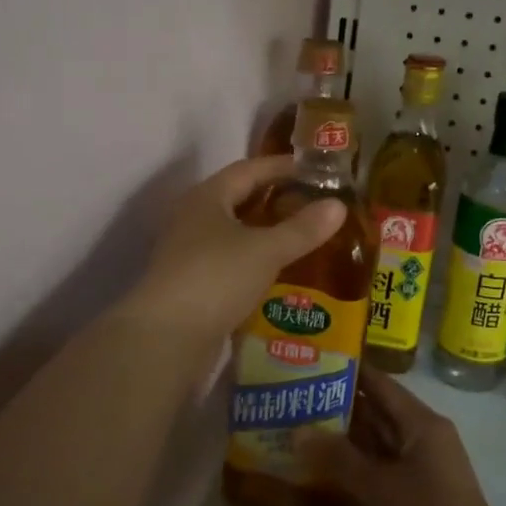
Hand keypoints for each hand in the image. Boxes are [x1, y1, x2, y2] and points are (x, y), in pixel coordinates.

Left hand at [121, 155, 346, 346]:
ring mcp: (191, 253)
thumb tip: (339, 205)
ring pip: (236, 233)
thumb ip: (303, 228)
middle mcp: (195, 218)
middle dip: (277, 199)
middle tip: (316, 204)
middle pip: (241, 199)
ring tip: (305, 237)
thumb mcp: (266, 250)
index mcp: (208, 197)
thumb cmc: (216, 278)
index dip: (283, 166)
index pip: (249, 169)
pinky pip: (232, 261)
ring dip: (268, 232)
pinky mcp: (194, 284)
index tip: (316, 170)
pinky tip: (281, 272)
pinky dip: (257, 260)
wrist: (166, 338)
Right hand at [299, 368, 505, 505]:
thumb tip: (298, 431)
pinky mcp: (417, 493)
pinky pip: (382, 467)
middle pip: (379, 411)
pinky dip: (357, 464)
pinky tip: (326, 467)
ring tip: (303, 426)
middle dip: (342, 405)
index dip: (351, 371)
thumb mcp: (378, 484)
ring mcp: (421, 466)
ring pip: (379, 441)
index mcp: (422, 423)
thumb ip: (338, 456)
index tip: (317, 361)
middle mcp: (423, 437)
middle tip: (299, 396)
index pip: (381, 384)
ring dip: (347, 436)